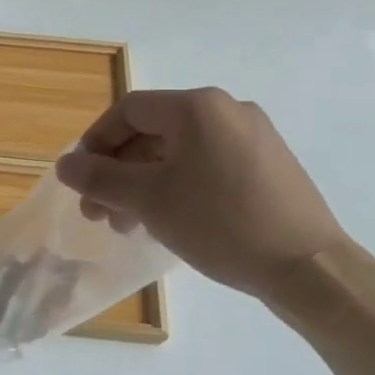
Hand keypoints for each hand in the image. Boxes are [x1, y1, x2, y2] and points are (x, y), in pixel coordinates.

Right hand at [54, 88, 347, 304]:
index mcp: (198, 107)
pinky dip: (178, 186)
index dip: (96, 142)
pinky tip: (169, 220)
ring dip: (145, 184)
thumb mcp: (148, 200)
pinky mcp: (268, 165)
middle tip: (100, 213)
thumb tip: (65, 165)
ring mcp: (253, 136)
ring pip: (180, 152)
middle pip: (154, 132)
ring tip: (129, 225)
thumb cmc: (220, 223)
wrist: (310, 268)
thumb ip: (99, 178)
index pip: (128, 111)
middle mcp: (227, 109)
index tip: (81, 179)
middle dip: (119, 172)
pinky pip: (208, 165)